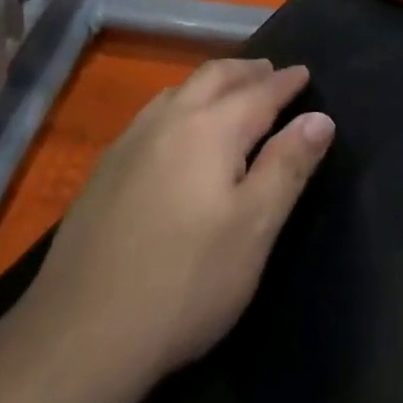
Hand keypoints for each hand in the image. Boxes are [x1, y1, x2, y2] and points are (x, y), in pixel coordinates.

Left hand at [26, 59, 333, 386]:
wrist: (82, 332)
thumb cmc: (186, 281)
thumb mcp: (253, 228)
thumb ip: (288, 167)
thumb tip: (320, 118)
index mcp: (210, 129)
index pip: (258, 93)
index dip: (285, 83)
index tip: (304, 72)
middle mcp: (169, 120)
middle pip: (213, 77)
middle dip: (246, 70)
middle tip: (270, 71)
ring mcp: (130, 142)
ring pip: (178, 90)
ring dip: (211, 83)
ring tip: (229, 91)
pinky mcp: (105, 169)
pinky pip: (153, 114)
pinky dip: (180, 104)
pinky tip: (177, 130)